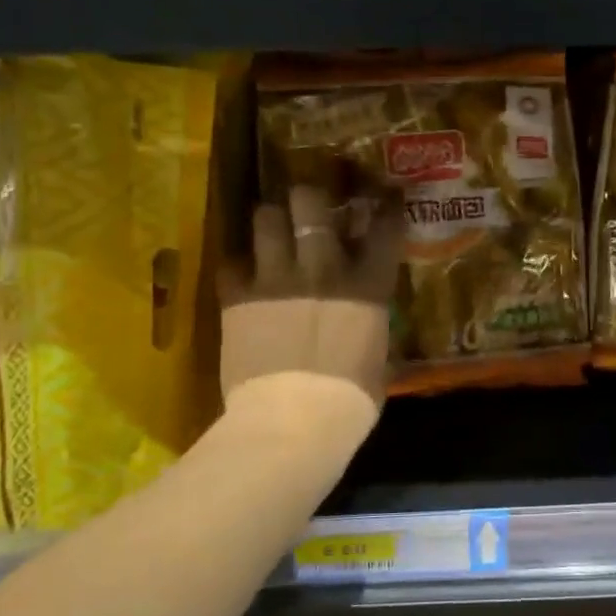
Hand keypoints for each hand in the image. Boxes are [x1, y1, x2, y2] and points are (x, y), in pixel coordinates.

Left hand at [219, 187, 403, 405]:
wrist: (295, 419)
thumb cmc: (351, 400)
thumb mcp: (378, 360)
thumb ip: (371, 329)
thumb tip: (368, 326)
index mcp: (367, 286)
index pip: (383, 229)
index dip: (384, 206)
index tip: (383, 196)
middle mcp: (323, 268)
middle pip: (310, 203)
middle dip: (308, 198)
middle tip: (306, 206)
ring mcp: (277, 278)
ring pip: (265, 218)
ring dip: (269, 221)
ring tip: (269, 230)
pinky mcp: (238, 297)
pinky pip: (231, 263)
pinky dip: (237, 266)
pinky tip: (241, 276)